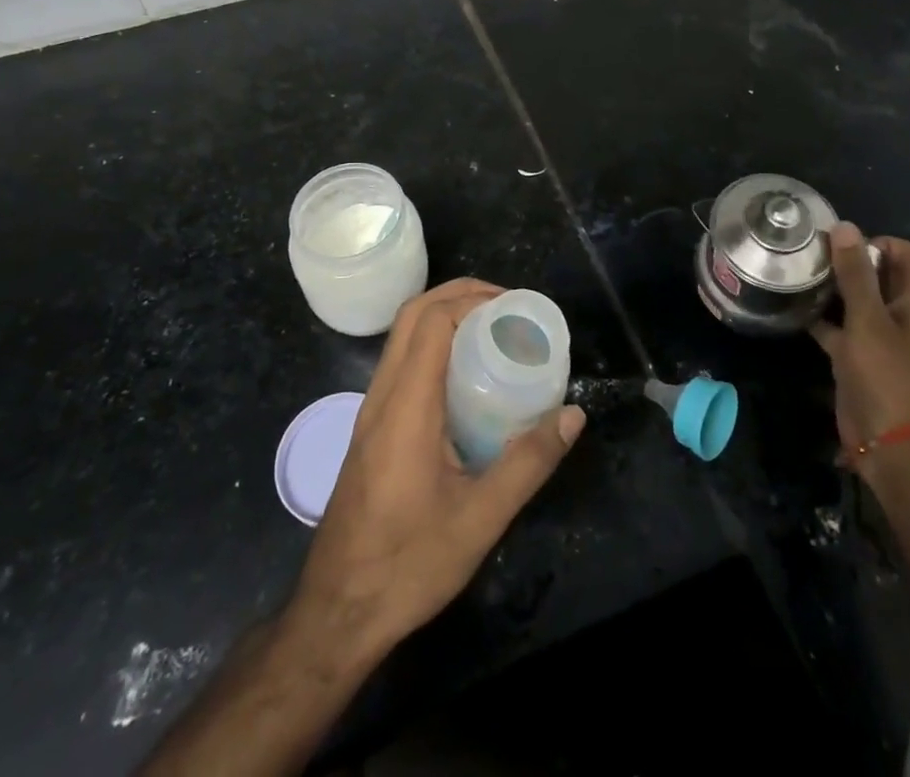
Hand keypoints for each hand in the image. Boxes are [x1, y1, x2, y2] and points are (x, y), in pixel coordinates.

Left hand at [290, 279, 585, 659]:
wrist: (336, 614)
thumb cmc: (408, 565)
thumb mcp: (480, 519)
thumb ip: (529, 463)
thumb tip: (573, 415)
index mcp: (405, 407)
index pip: (431, 322)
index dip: (472, 299)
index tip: (514, 307)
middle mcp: (381, 397)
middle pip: (412, 316)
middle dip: (459, 295)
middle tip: (507, 307)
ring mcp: (370, 412)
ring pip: (402, 338)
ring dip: (443, 317)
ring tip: (492, 331)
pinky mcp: (370, 429)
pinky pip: (400, 364)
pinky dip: (433, 346)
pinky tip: (465, 377)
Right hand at [810, 226, 909, 473]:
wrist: (894, 450)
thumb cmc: (889, 378)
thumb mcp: (869, 321)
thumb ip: (855, 274)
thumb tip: (844, 226)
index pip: (909, 254)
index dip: (881, 243)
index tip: (843, 246)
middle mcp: (903, 315)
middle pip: (880, 274)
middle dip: (848, 261)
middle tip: (811, 255)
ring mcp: (880, 339)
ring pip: (856, 300)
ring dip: (832, 287)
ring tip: (798, 274)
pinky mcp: (858, 359)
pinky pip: (838, 328)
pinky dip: (820, 317)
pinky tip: (792, 309)